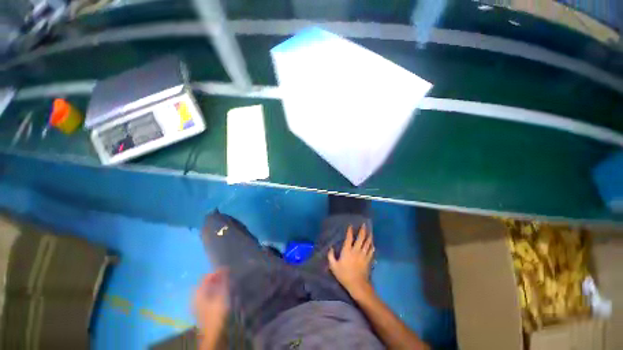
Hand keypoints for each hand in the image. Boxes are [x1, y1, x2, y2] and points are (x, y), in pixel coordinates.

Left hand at [193, 269, 229, 334]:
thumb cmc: (217, 312)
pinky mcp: (204, 310)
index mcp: (198, 292)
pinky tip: (225, 293)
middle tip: (229, 276)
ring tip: (229, 283)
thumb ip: (223, 280)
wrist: (214, 334)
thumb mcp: (222, 294)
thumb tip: (224, 268)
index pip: (206, 277)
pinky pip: (210, 295)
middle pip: (207, 283)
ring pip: (209, 289)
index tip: (228, 269)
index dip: (217, 272)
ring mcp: (199, 304)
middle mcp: (196, 297)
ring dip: (219, 285)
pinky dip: (217, 291)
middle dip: (218, 278)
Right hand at [328, 224, 374, 295]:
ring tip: (370, 232)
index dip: (350, 231)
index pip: (349, 238)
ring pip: (367, 243)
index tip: (351, 225)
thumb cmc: (344, 275)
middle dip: (363, 231)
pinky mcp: (368, 260)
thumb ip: (331, 256)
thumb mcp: (333, 266)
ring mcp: (364, 255)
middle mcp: (356, 250)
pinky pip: (371, 251)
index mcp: (347, 250)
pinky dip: (372, 247)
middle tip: (364, 225)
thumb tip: (330, 248)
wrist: (357, 285)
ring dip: (369, 237)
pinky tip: (373, 245)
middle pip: (361, 238)